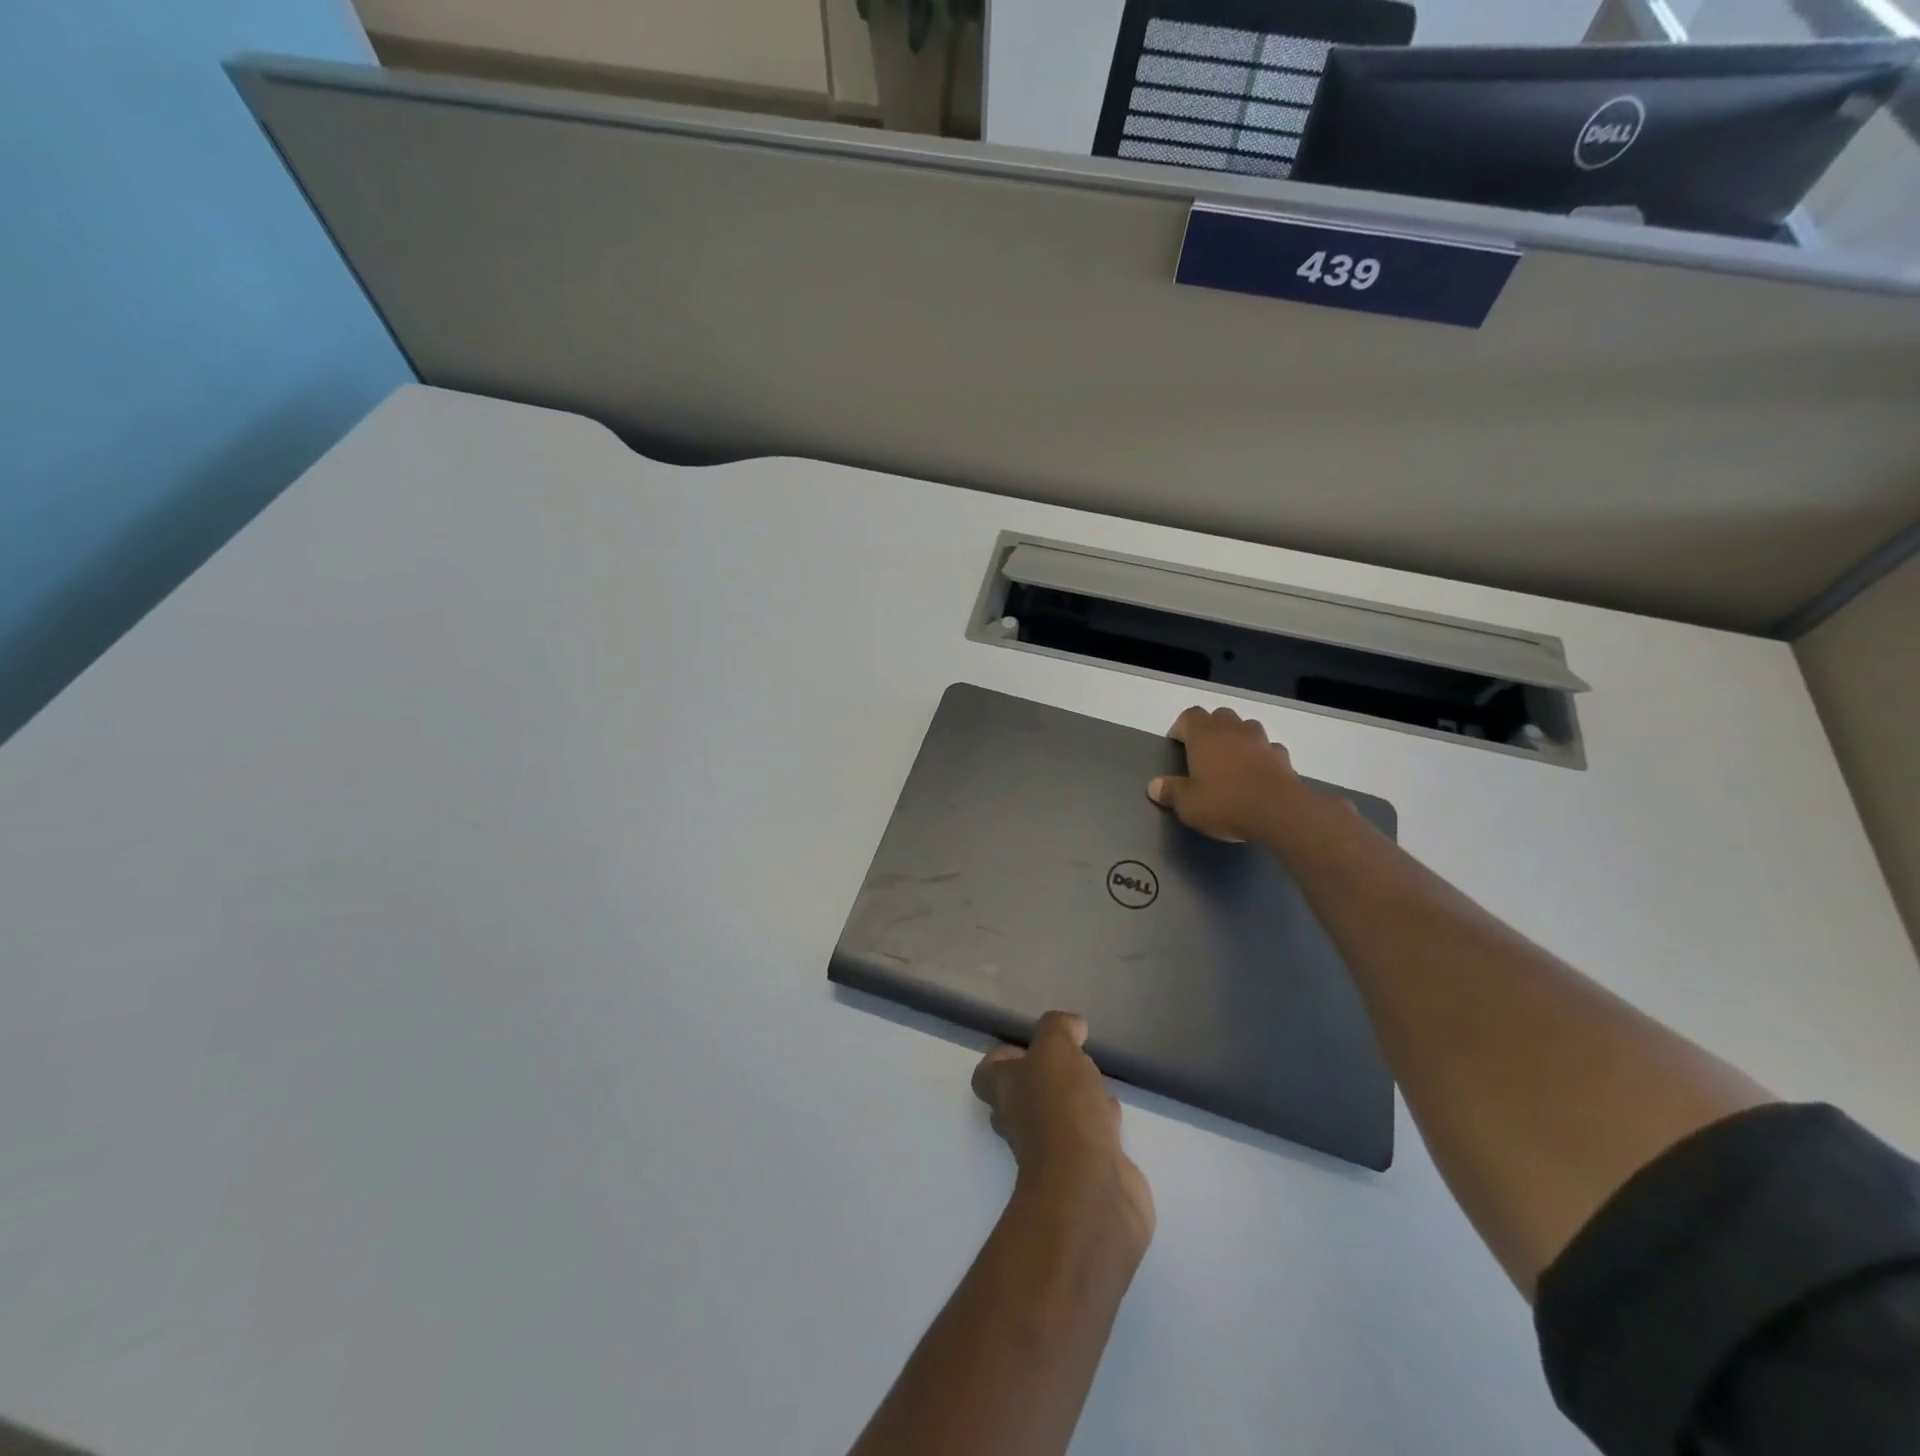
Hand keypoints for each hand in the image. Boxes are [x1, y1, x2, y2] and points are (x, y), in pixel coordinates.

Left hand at [971, 1012, 1155, 1251]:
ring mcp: (1052, 1149)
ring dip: (1071, 1098)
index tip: (1031, 1043)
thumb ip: (1059, 1028)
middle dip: (1041, 1078)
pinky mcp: (1085, 1169)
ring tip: (1092, 1078)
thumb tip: (1072, 1025)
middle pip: (1020, 1095)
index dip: (1004, 1056)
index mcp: (1005, 1091)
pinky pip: (1088, 1135)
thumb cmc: (1062, 1109)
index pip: (988, 1072)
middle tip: (1066, 1060)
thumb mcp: (1055, 1049)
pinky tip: (1113, 1109)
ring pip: (1056, 1115)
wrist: (1089, 1189)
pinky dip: (1098, 1120)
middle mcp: (1021, 1120)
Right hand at [1147, 705, 1310, 843]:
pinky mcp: (1282, 757)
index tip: (1177, 744)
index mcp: (1204, 736)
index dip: (1181, 727)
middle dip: (1210, 728)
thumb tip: (1154, 786)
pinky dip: (1261, 755)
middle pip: (1219, 715)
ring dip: (1237, 737)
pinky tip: (1257, 773)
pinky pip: (1268, 748)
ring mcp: (1261, 741)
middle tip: (1203, 752)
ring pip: (1246, 727)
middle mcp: (1232, 730)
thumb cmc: (1225, 803)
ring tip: (1231, 760)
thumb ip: (1170, 792)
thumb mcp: (1188, 804)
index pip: (1189, 715)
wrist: (1279, 812)